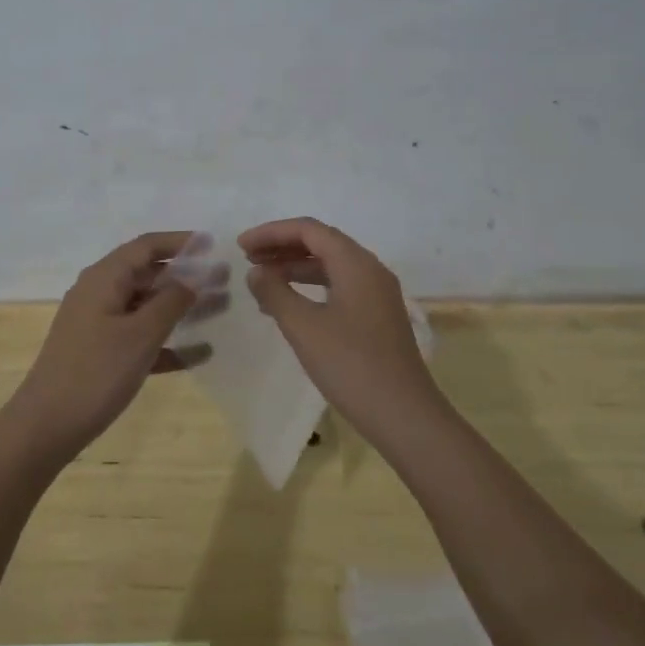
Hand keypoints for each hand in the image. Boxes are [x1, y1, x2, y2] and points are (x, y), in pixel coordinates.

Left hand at [12, 231, 212, 457]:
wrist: (47, 426)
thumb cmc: (96, 372)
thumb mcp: (141, 334)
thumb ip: (170, 302)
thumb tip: (191, 277)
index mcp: (104, 278)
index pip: (146, 247)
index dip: (180, 242)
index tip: (213, 244)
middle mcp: (99, 293)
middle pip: (148, 274)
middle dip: (186, 275)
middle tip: (225, 279)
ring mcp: (97, 323)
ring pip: (146, 305)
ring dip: (181, 306)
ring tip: (220, 307)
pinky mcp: (99, 352)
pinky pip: (138, 336)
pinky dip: (166, 341)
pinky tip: (199, 354)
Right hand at [239, 217, 445, 446]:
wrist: (404, 415)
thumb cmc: (351, 365)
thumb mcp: (303, 327)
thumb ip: (275, 293)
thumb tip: (257, 272)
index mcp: (356, 264)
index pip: (309, 230)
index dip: (272, 233)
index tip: (241, 246)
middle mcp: (370, 270)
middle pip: (321, 243)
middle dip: (282, 247)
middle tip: (247, 258)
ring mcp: (377, 294)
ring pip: (330, 266)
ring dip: (294, 268)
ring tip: (261, 280)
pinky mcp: (377, 316)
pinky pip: (339, 286)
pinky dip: (310, 287)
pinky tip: (289, 306)